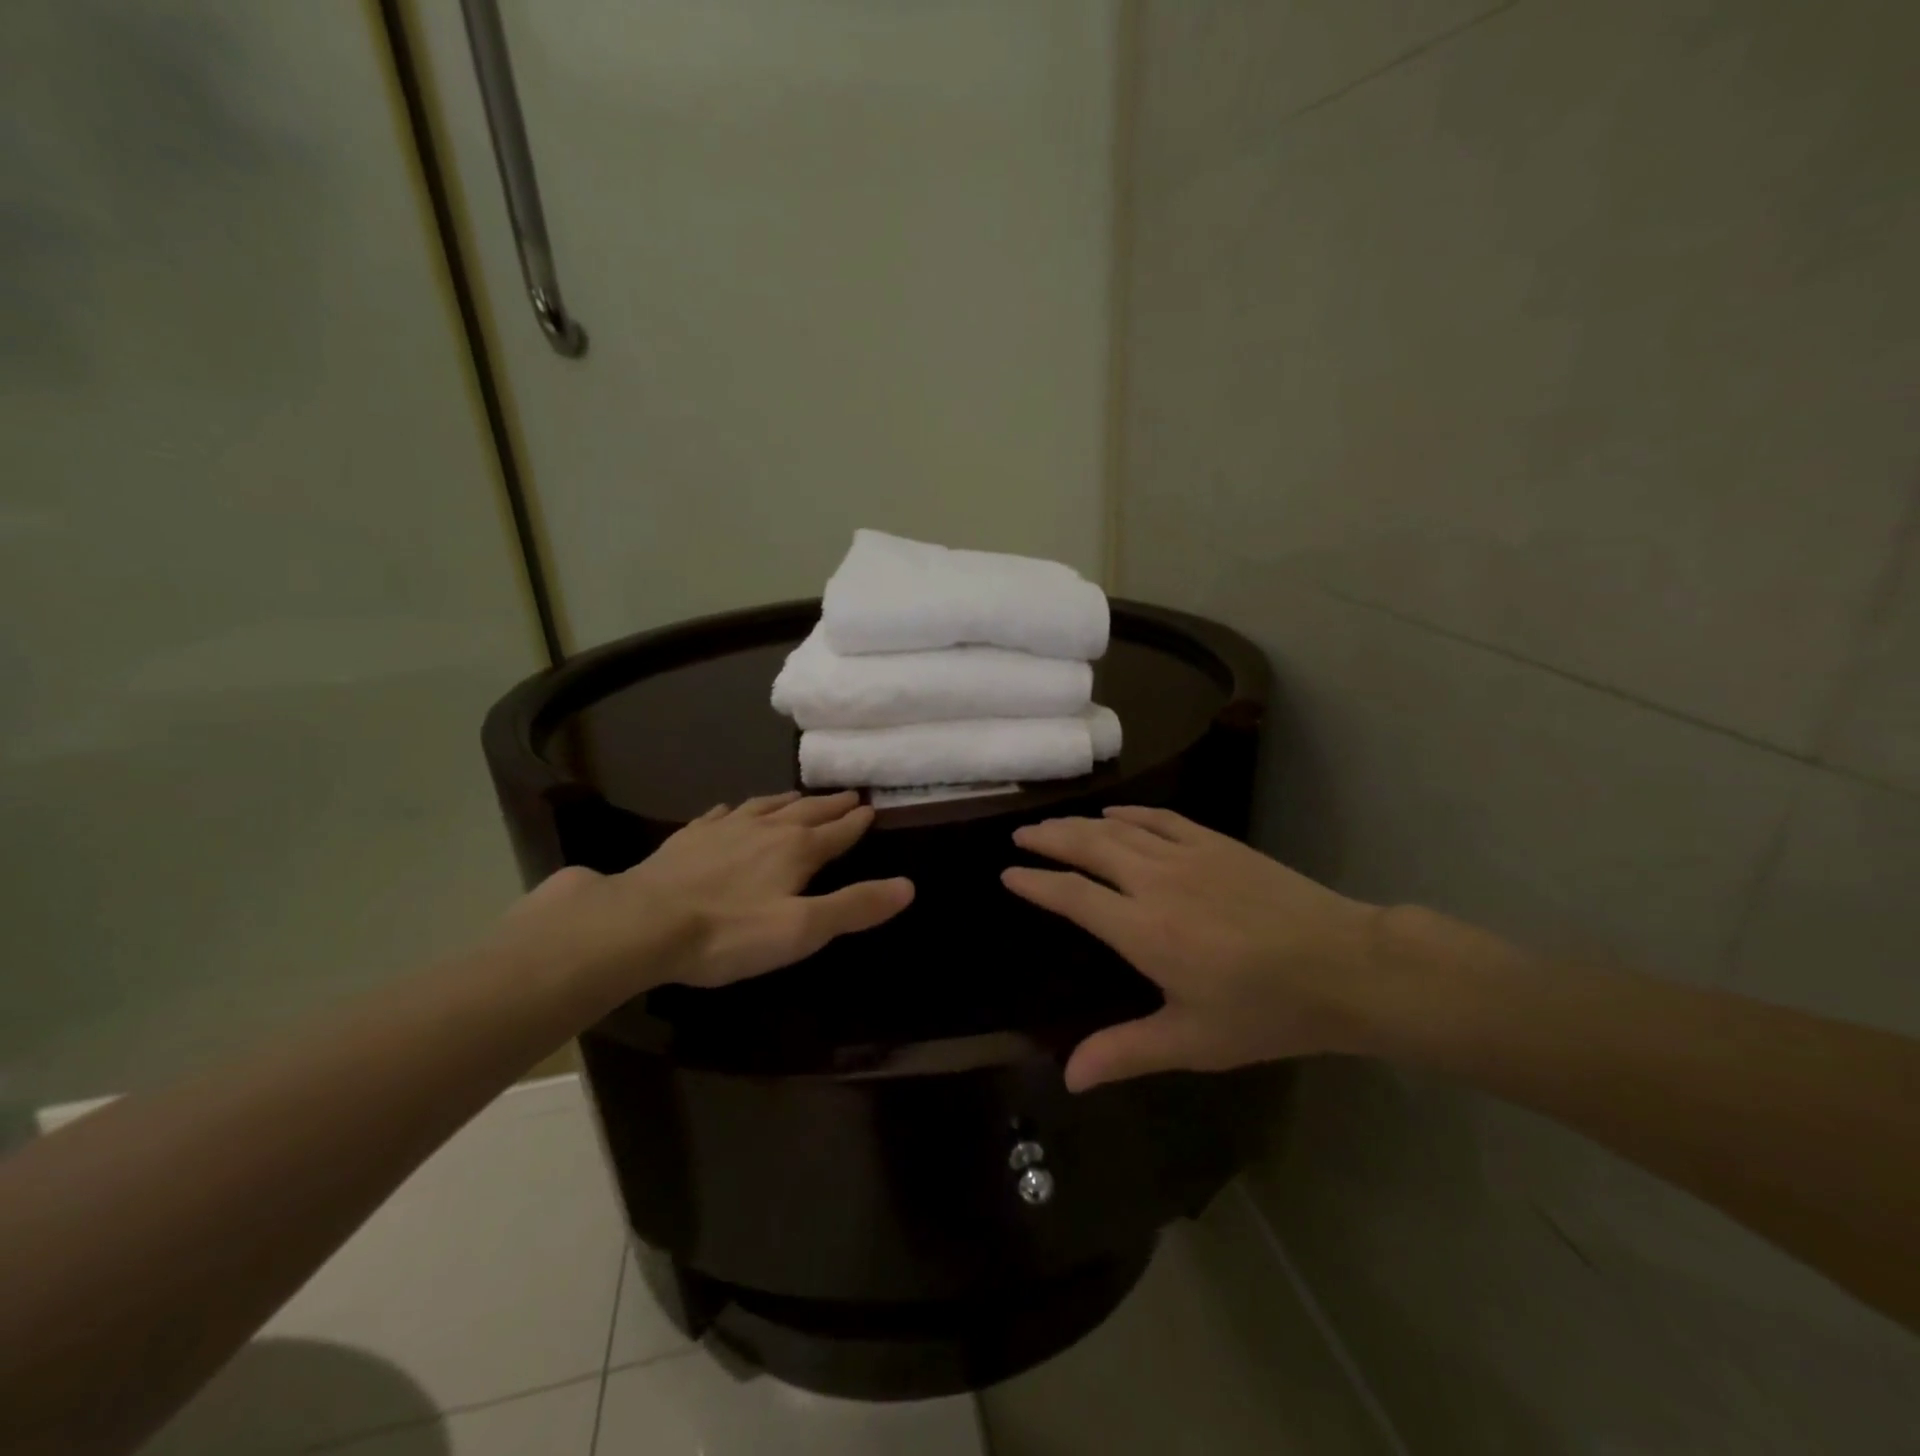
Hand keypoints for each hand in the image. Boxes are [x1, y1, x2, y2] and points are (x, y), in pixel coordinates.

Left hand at [502, 791, 912, 997]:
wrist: (642, 924)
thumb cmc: (729, 932)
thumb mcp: (802, 929)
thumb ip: (855, 906)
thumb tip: (908, 885)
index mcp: (796, 849)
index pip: (837, 832)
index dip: (856, 822)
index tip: (871, 808)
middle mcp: (765, 829)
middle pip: (806, 812)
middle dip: (830, 805)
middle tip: (849, 794)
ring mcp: (723, 829)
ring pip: (765, 806)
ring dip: (789, 801)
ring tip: (801, 796)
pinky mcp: (689, 838)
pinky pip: (721, 814)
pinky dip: (738, 809)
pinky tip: (733, 810)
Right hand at [1003, 807, 1382, 1090]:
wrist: (1344, 966)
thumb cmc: (1265, 1010)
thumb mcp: (1192, 1041)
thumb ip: (1126, 1052)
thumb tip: (1069, 1076)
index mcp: (1142, 929)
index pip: (1072, 896)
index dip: (1036, 882)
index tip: (1009, 873)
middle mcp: (1155, 882)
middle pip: (1088, 848)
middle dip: (1049, 839)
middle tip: (1021, 834)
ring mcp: (1187, 856)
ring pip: (1119, 828)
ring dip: (1082, 824)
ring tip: (1057, 825)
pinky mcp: (1216, 843)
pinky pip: (1161, 818)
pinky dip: (1130, 813)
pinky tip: (1117, 814)